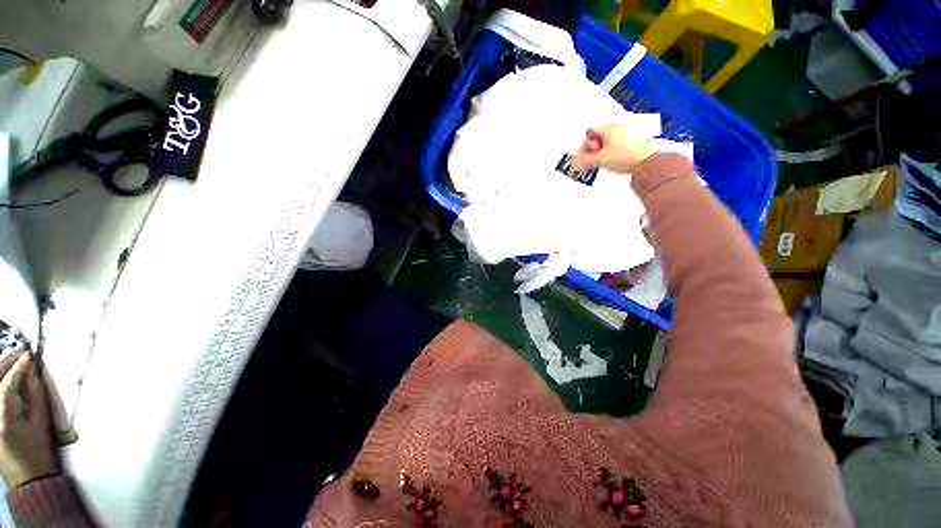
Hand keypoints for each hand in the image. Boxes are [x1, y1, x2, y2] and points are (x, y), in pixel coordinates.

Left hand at [0, 348, 57, 487]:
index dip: (18, 367)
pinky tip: (7, 377)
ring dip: (1, 371)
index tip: (29, 354)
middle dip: (6, 364)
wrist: (28, 477)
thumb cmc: (38, 450)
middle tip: (20, 351)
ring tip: (14, 360)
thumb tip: (32, 370)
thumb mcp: (41, 423)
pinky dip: (0, 383)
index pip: (7, 385)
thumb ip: (36, 394)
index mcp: (2, 419)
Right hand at [572, 124, 656, 173]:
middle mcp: (620, 126)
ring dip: (605, 150)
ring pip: (610, 139)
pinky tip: (617, 160)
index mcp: (610, 127)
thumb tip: (574, 163)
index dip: (586, 144)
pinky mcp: (637, 140)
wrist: (648, 162)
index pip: (590, 131)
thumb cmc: (625, 157)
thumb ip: (584, 161)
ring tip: (606, 161)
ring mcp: (630, 132)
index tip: (588, 154)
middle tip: (597, 158)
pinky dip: (615, 150)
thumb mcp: (600, 160)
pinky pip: (621, 142)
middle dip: (595, 147)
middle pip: (600, 135)